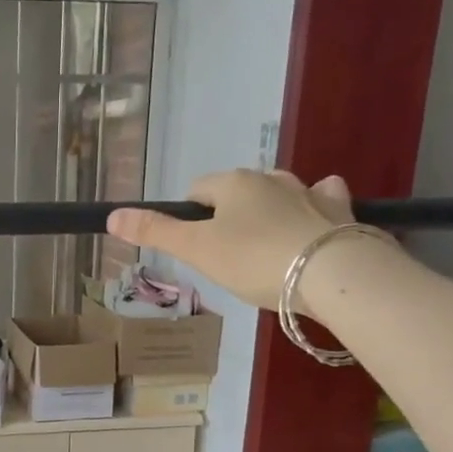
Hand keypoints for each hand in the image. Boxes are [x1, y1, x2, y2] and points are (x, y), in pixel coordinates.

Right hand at [107, 169, 358, 312]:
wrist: (332, 273)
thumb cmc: (254, 259)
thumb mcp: (196, 250)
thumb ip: (155, 232)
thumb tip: (112, 216)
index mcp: (234, 184)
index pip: (198, 190)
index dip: (188, 216)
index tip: (192, 246)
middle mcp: (272, 179)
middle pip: (238, 191)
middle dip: (228, 216)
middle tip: (225, 256)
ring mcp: (310, 193)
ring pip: (281, 192)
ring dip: (270, 209)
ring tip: (265, 243)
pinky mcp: (340, 213)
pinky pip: (323, 200)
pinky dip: (314, 207)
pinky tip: (313, 221)